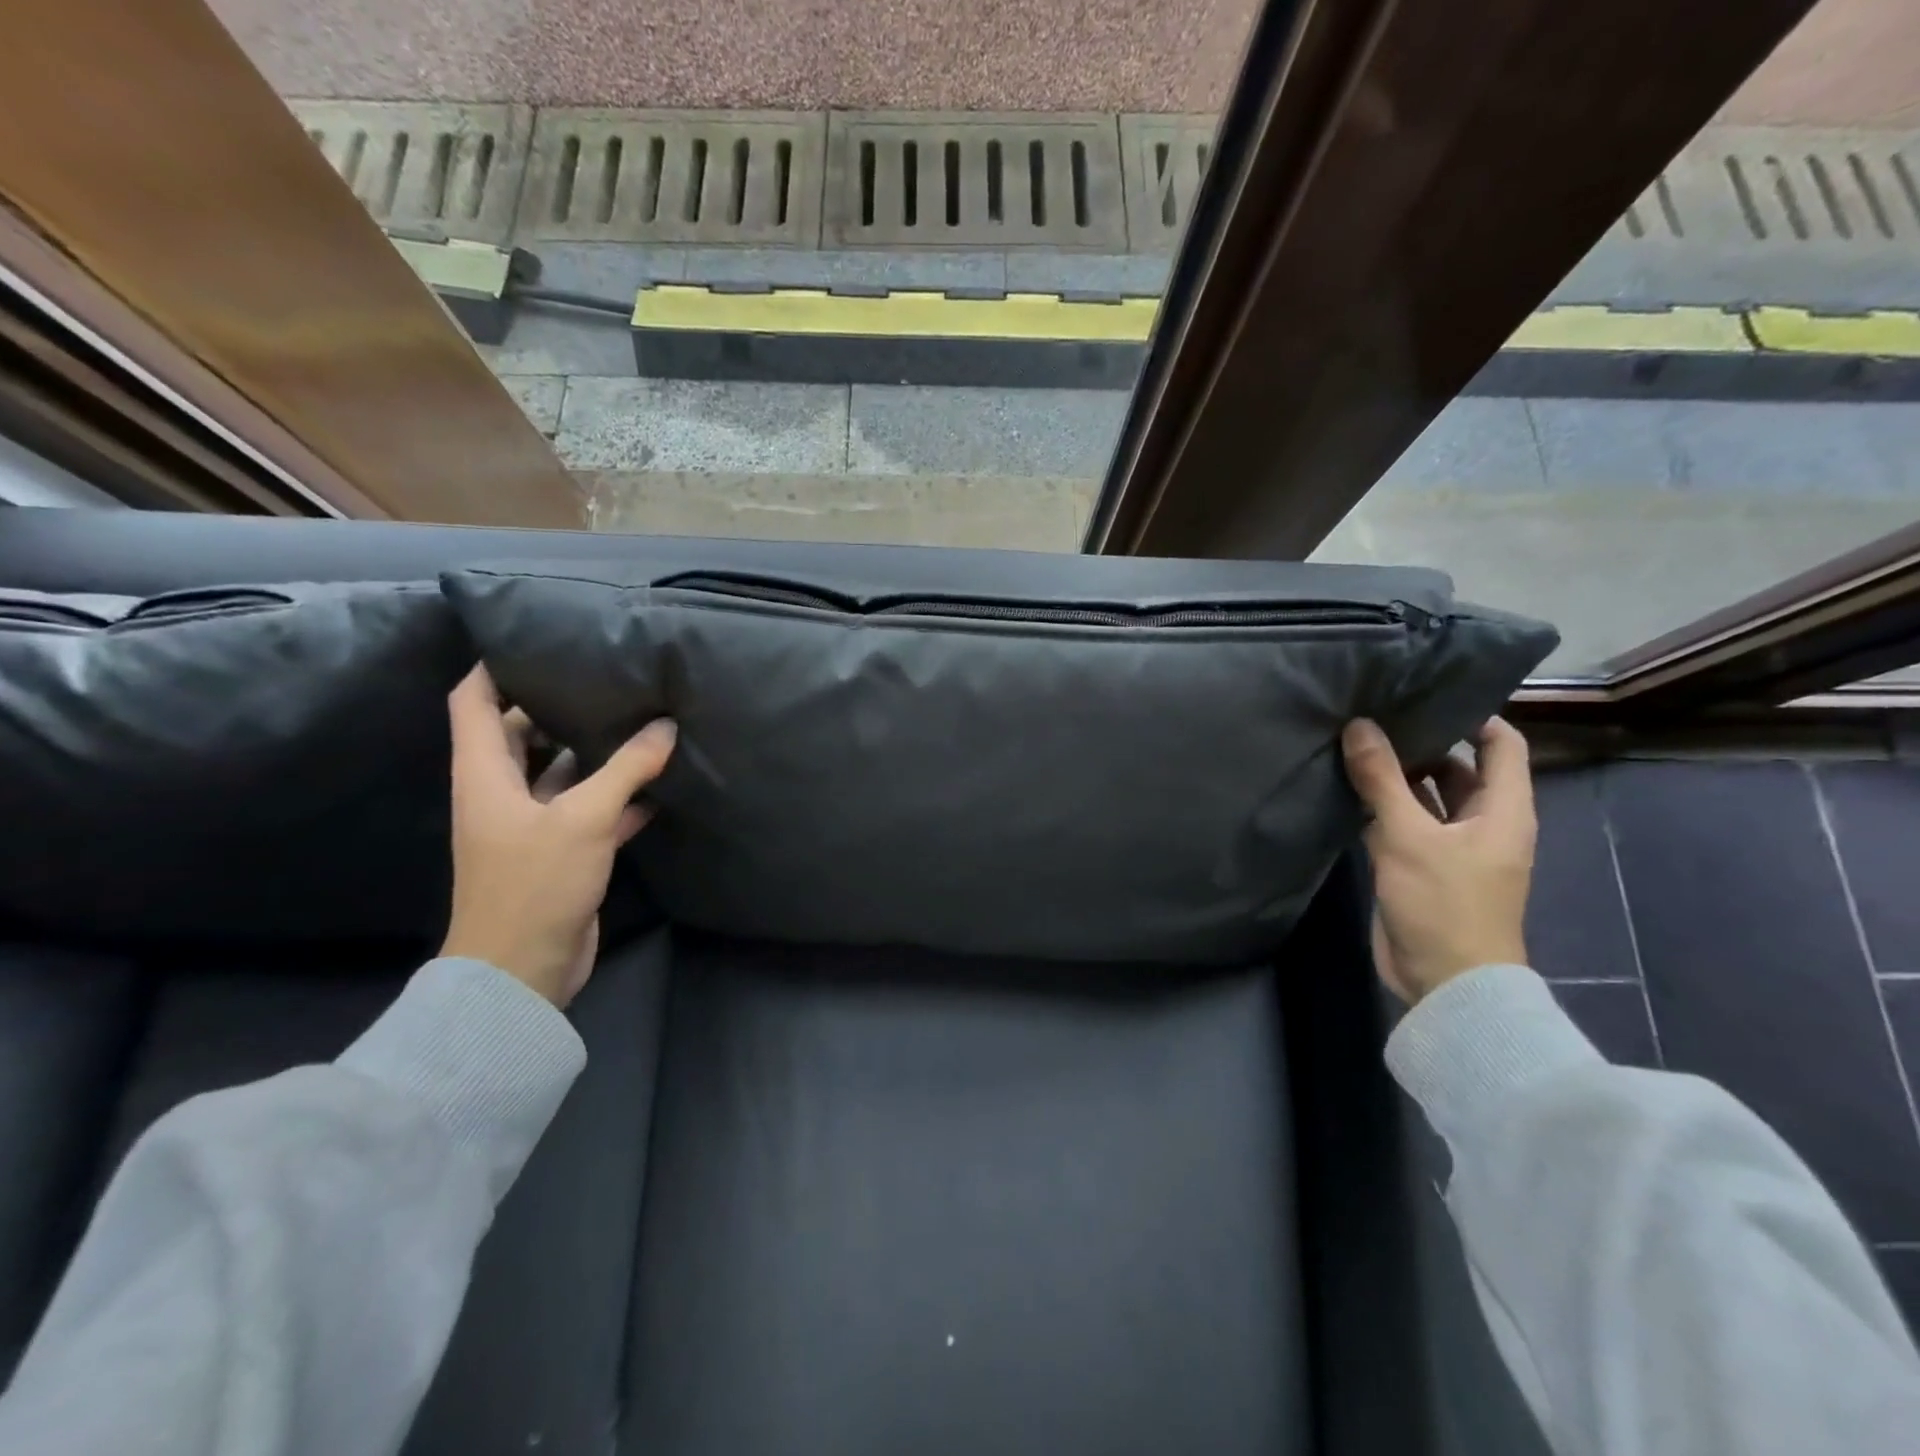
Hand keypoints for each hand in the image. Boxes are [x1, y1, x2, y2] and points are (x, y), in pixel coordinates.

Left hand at [439, 665, 676, 1006]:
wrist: (521, 970)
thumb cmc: (534, 883)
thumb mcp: (583, 818)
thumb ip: (626, 769)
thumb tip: (665, 727)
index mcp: (484, 774)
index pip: (472, 702)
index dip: (493, 667)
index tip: (534, 639)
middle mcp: (502, 792)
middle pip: (522, 732)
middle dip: (557, 704)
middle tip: (605, 676)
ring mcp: (532, 823)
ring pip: (561, 771)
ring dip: (595, 751)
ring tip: (639, 719)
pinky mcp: (561, 850)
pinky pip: (590, 808)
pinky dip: (619, 795)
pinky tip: (658, 781)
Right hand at [1341, 716, 1535, 1003]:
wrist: (1445, 982)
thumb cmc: (1444, 903)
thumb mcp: (1410, 836)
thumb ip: (1383, 779)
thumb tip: (1359, 725)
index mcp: (1503, 809)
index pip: (1502, 744)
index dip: (1474, 715)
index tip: (1427, 693)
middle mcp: (1482, 822)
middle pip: (1459, 768)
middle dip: (1422, 743)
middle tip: (1376, 714)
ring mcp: (1450, 847)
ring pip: (1425, 798)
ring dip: (1395, 776)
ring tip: (1354, 743)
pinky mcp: (1420, 867)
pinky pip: (1402, 824)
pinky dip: (1380, 806)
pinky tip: (1346, 787)